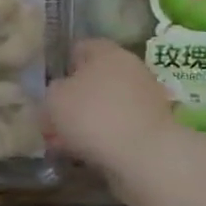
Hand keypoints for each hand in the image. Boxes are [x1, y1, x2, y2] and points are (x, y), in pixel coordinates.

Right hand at [45, 40, 178, 172]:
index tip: (50, 89)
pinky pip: (121, 126)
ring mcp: (147, 97)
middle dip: (76, 98)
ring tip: (67, 143)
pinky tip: (89, 154)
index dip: (62, 67)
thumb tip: (59, 94)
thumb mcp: (53, 99)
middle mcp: (130, 67)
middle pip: (95, 78)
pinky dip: (106, 137)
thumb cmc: (94, 116)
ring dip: (89, 120)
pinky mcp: (156, 125)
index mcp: (106, 51)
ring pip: (108, 105)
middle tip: (55, 120)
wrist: (146, 157)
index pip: (80, 48)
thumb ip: (52, 91)